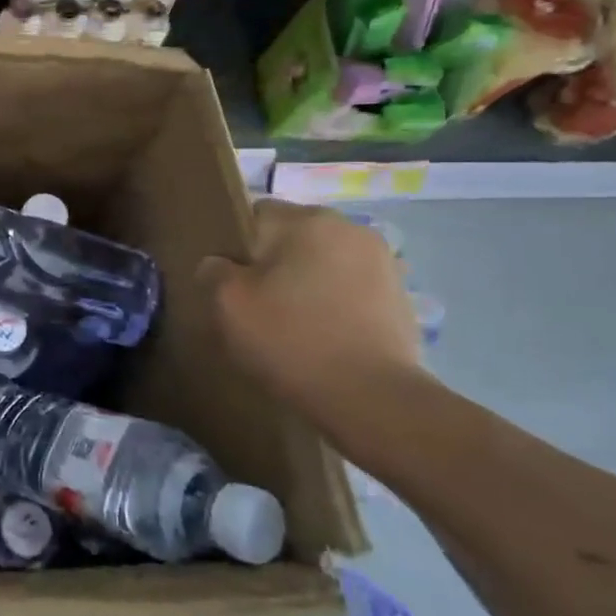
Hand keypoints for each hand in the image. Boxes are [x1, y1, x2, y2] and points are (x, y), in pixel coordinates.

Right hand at [198, 199, 420, 417]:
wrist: (372, 400)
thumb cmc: (292, 340)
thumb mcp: (228, 304)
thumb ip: (214, 271)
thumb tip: (218, 265)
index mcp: (308, 219)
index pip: (256, 215)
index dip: (236, 247)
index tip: (231, 283)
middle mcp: (350, 228)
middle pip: (293, 238)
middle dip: (274, 264)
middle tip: (258, 307)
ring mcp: (383, 262)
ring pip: (324, 263)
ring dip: (307, 283)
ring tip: (294, 325)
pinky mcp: (401, 297)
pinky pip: (351, 290)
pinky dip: (335, 305)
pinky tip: (325, 338)